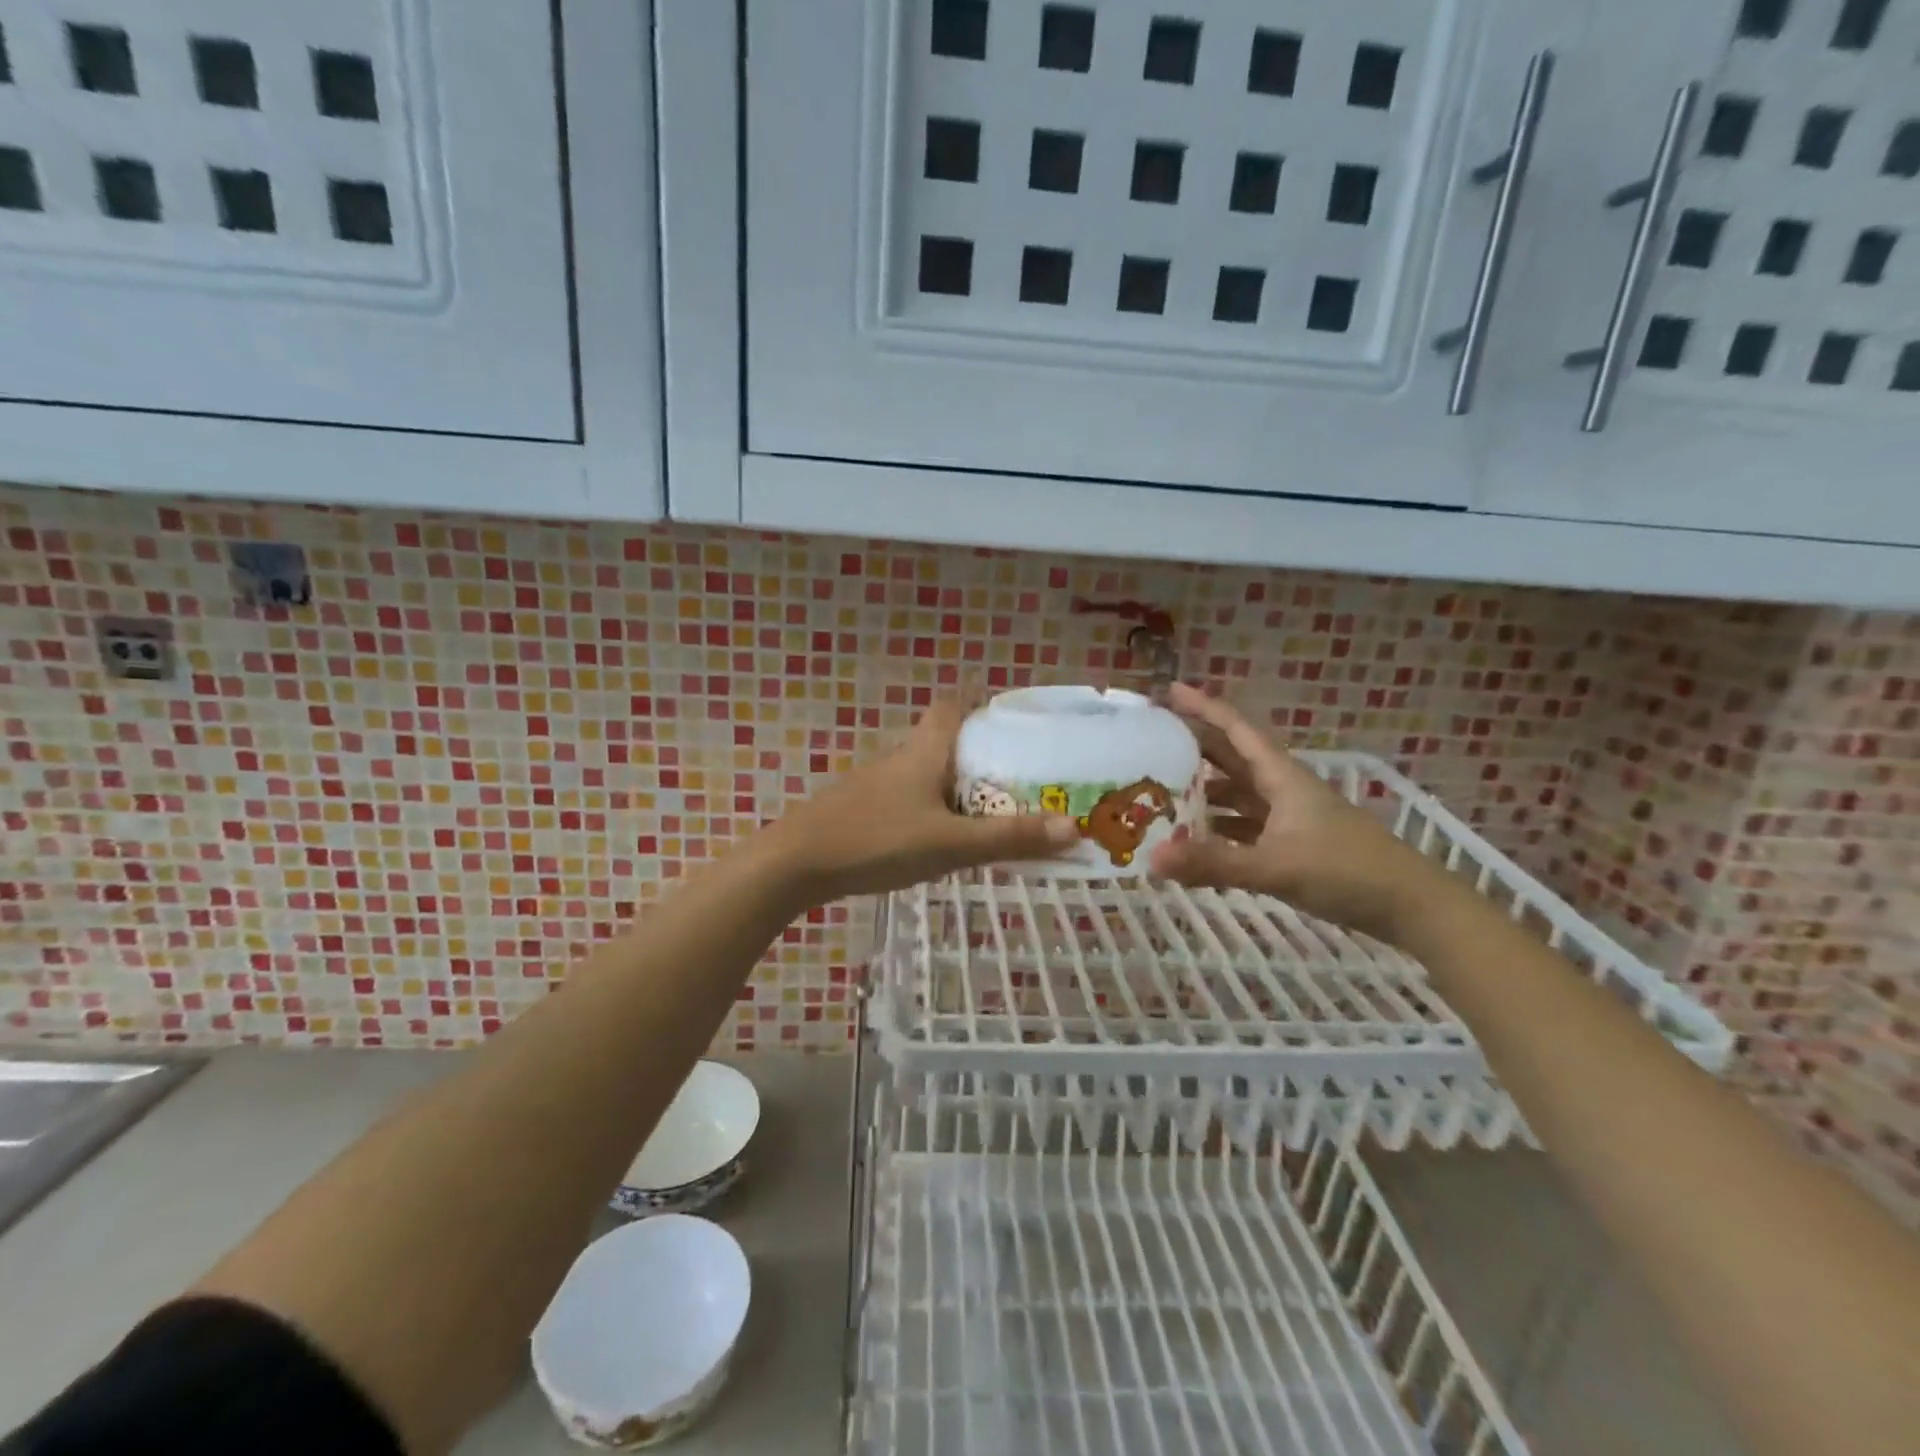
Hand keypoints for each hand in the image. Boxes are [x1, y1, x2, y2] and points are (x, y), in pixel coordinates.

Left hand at [763, 698, 1079, 903]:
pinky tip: (939, 839)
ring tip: (989, 812)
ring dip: (955, 785)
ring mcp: (875, 783)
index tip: (1011, 722)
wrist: (795, 863)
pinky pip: (907, 798)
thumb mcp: (950, 843)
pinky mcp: (861, 808)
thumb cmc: (877, 840)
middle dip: (978, 753)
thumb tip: (1074, 827)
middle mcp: (899, 756)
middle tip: (1017, 779)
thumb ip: (1009, 838)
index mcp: (923, 750)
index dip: (979, 704)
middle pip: (943, 739)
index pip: (951, 704)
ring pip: (925, 772)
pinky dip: (931, 808)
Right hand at [1148, 683, 1448, 943]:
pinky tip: (1194, 840)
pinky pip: (1244, 825)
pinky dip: (1218, 828)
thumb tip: (1152, 860)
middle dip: (1194, 746)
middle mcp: (1282, 789)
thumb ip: (1214, 863)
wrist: (1410, 906)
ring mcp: (1288, 817)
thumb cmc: (1345, 871)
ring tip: (1161, 791)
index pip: (1236, 730)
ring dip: (1204, 790)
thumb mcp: (1275, 866)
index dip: (1203, 707)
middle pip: (1232, 757)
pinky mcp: (1292, 844)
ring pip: (1237, 793)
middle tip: (1152, 741)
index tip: (1169, 691)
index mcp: (1281, 777)